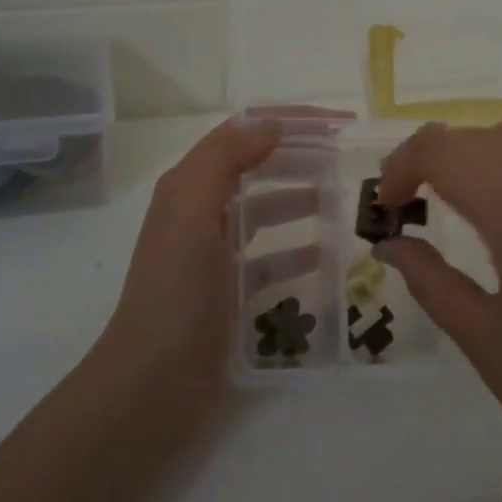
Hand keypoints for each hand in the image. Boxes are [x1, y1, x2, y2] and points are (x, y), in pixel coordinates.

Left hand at [103, 110, 342, 403]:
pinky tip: (327, 254)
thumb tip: (271, 124)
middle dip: (299, 155)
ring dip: (301, 198)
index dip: (289, 120)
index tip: (339, 124)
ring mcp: (215, 252)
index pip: (241, 131)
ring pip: (265, 209)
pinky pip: (270, 257)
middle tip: (348, 158)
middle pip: (256, 166)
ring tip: (343, 200)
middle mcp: (200, 211)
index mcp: (189, 185)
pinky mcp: (230, 289)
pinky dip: (297, 250)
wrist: (153, 381)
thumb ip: (225, 159)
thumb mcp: (192, 211)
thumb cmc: (175, 290)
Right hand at [375, 108, 501, 501]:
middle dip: (436, 161)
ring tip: (476, 189)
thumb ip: (429, 278)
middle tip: (416, 204)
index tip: (389, 205)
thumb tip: (389, 242)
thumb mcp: (483, 341)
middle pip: (483, 137)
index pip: (445, 152)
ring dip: (490, 145)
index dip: (403, 165)